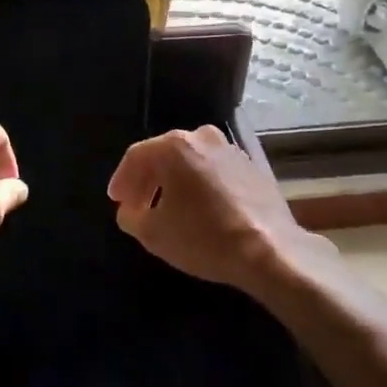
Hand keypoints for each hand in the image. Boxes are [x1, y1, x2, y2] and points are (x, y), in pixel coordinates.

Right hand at [107, 125, 315, 289]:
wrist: (270, 250)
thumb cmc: (204, 237)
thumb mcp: (152, 234)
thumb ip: (130, 216)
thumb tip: (130, 209)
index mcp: (174, 146)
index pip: (136, 157)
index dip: (122, 180)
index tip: (117, 201)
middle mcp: (202, 136)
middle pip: (164, 155)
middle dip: (147, 181)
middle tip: (138, 206)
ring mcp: (230, 149)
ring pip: (191, 162)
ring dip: (175, 183)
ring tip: (169, 210)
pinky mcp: (252, 167)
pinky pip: (214, 172)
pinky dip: (201, 186)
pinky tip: (200, 210)